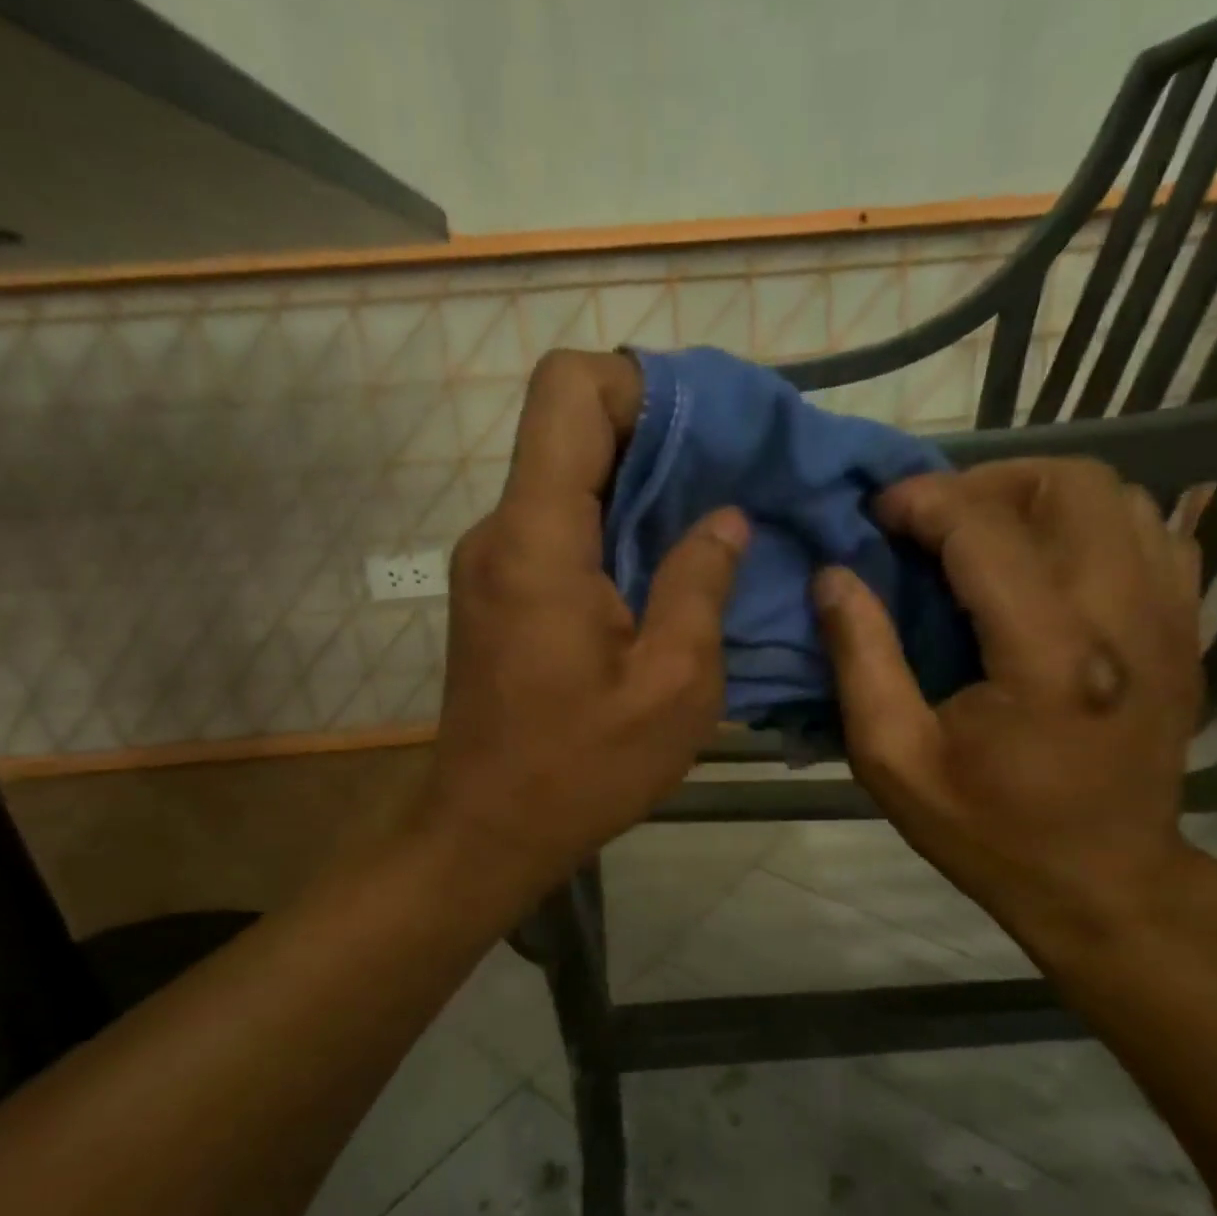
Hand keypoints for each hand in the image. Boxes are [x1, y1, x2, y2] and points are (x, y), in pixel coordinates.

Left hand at [423, 350, 747, 887]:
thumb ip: (700, 585)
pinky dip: (610, 530)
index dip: (638, 384)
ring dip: (636, 490)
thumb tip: (724, 520)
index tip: (705, 435)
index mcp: (538, 539)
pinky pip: (556, 529)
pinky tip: (659, 574)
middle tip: (729, 483)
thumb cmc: (582, 769)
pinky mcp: (496, 594)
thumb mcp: (673, 686)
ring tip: (705, 530)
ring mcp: (490, 563)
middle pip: (568, 429)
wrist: (487, 830)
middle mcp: (499, 532)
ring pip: (563, 480)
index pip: (569, 390)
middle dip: (654, 438)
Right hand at [814, 458, 1204, 953]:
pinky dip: (1091, 526)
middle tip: (932, 521)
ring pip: (1121, 496)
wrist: (1103, 883)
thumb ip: (860, 658)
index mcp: (1048, 656)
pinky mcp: (1187, 631)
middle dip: (987, 482)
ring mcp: (1171, 620)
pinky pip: (1151, 533)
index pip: (986, 529)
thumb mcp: (893, 759)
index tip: (877, 512)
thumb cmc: (987, 830)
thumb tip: (833, 576)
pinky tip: (1045, 565)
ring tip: (982, 537)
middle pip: (1073, 485)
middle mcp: (1126, 619)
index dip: (923, 501)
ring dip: (1038, 498)